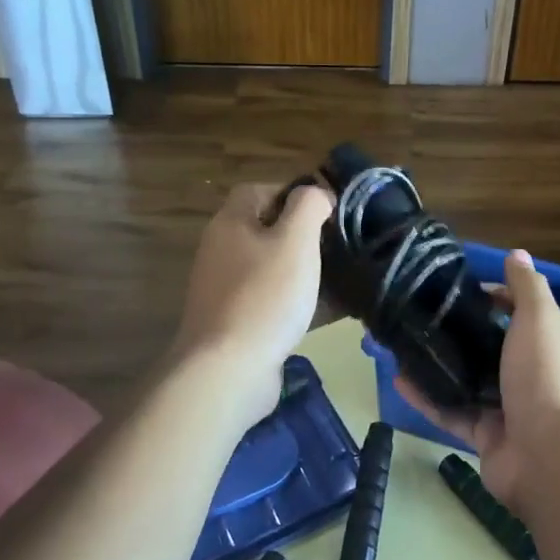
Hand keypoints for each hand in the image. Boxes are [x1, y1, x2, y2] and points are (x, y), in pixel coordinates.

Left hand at [174, 182, 333, 408]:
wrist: (227, 369)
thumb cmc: (265, 296)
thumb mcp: (295, 240)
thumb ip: (309, 206)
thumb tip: (316, 193)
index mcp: (231, 223)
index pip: (258, 189)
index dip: (293, 193)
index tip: (326, 211)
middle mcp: (222, 250)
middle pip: (265, 229)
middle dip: (302, 236)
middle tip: (336, 246)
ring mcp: (225, 289)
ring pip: (271, 267)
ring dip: (301, 270)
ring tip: (337, 278)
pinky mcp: (235, 321)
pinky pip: (271, 300)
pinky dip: (295, 301)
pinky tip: (323, 313)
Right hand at [396, 249, 559, 515]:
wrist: (550, 460)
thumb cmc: (547, 378)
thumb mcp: (541, 321)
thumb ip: (528, 288)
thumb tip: (518, 254)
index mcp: (553, 344)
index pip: (522, 312)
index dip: (494, 297)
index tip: (459, 290)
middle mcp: (534, 374)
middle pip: (494, 346)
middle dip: (462, 332)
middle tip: (422, 315)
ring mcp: (510, 408)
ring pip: (469, 381)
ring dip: (440, 365)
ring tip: (404, 345)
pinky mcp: (486, 437)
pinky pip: (452, 413)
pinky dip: (428, 399)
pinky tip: (398, 380)